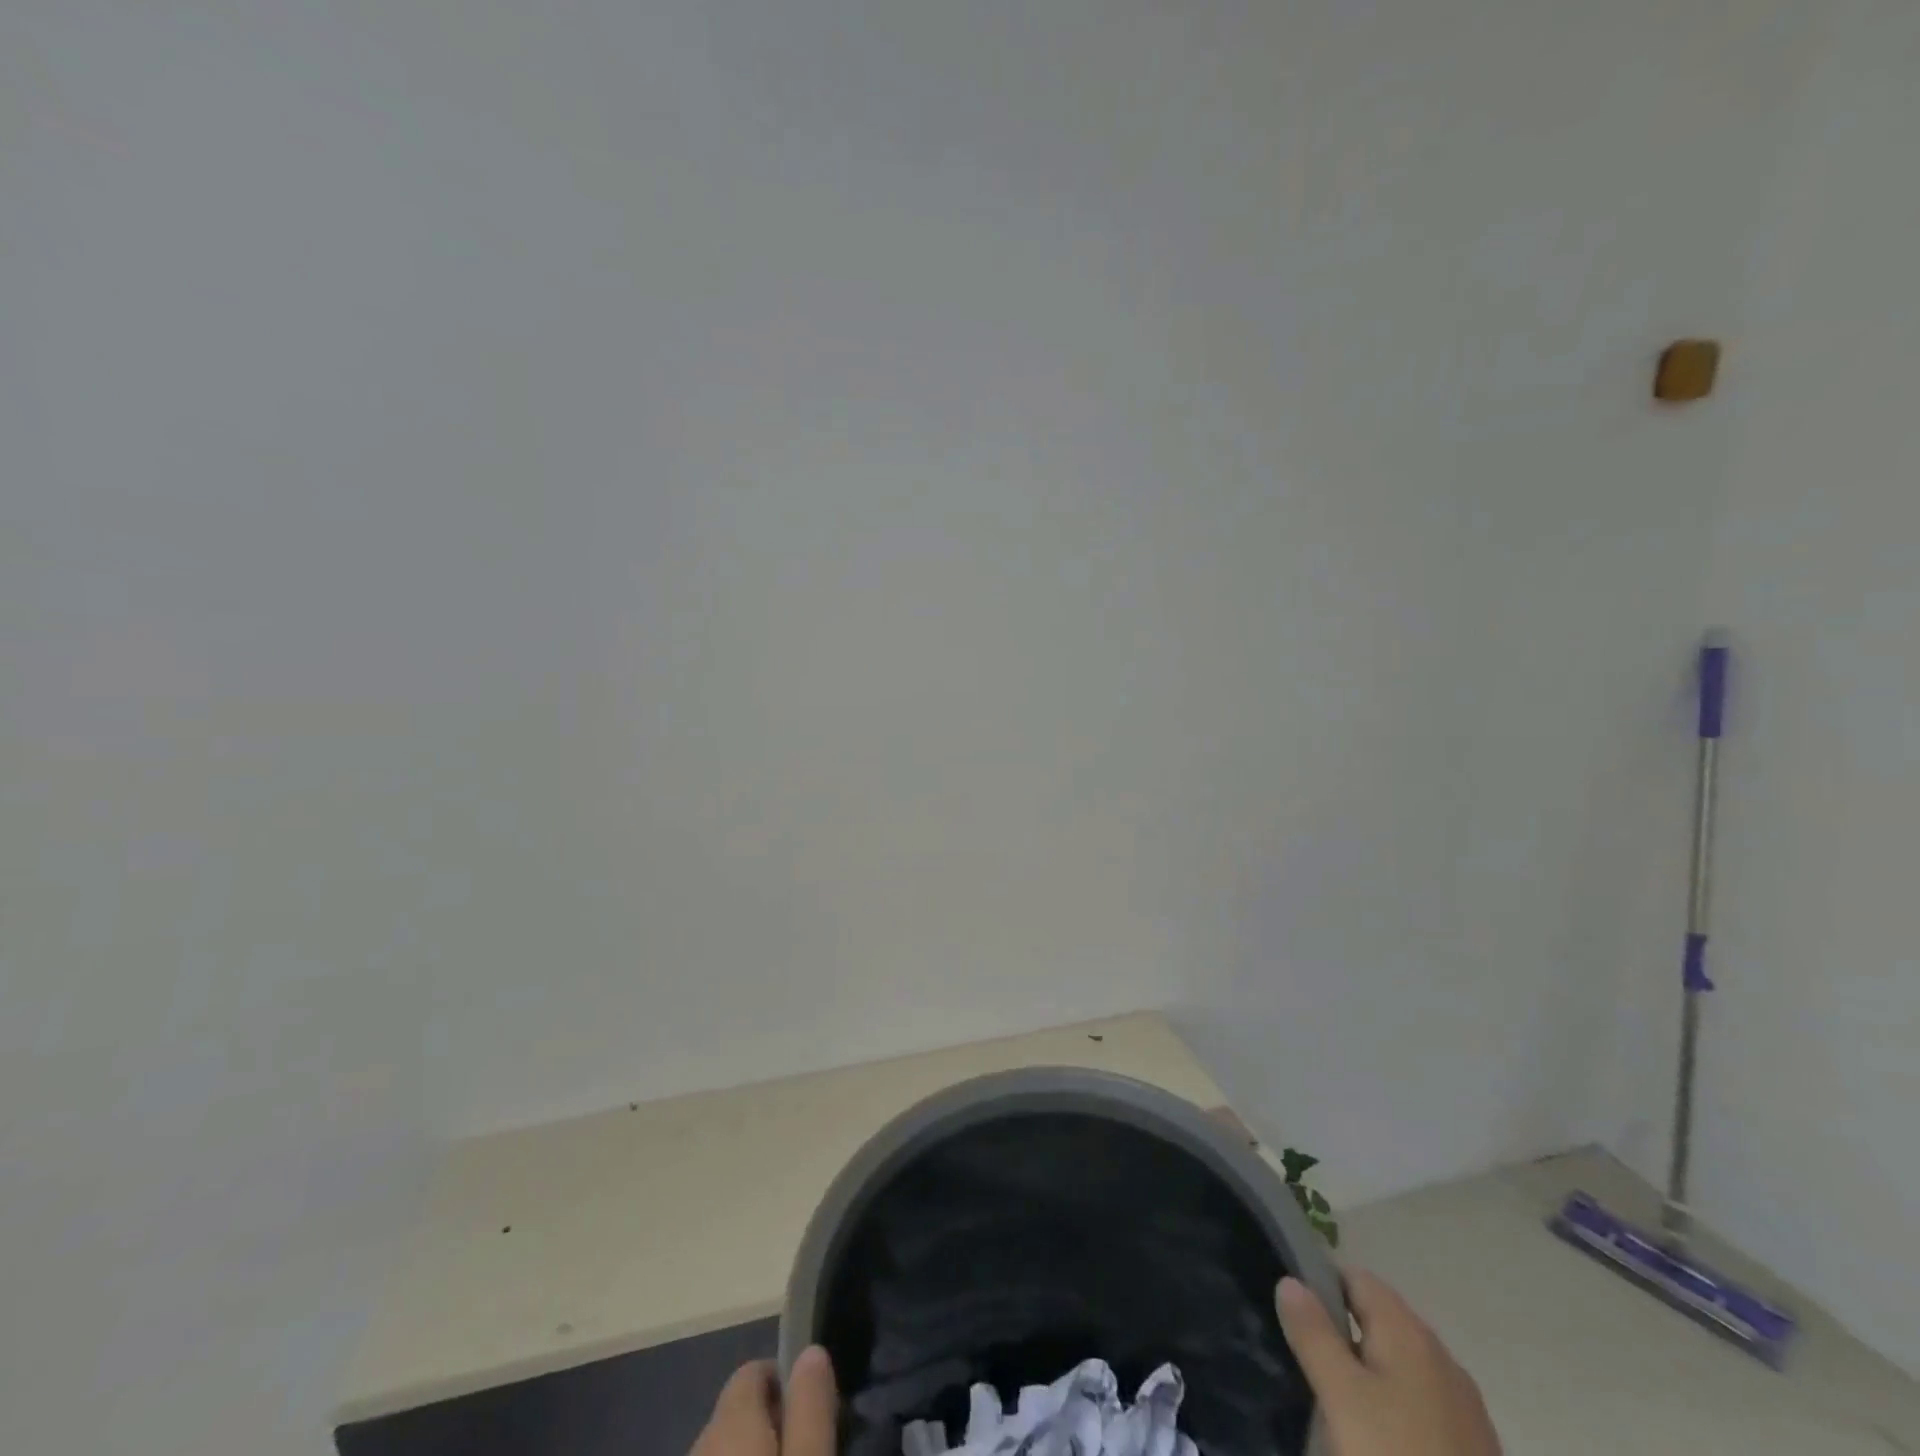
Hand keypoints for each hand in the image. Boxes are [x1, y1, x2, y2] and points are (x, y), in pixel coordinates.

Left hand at [691, 1347, 838, 1455]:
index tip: (811, 1406)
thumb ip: (810, 1407)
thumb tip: (812, 1350)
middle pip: (737, 1411)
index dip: (785, 1379)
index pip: (751, 1371)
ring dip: (750, 1449)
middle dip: (769, 1419)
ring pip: (723, 1447)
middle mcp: (699, 1440)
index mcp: (728, 1419)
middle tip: (803, 1442)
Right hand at [1277, 1271, 1500, 1455]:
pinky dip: (1395, 1404)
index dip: (1320, 1285)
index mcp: (1409, 1332)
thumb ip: (1313, 1334)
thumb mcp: (1341, 1397)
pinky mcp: (1475, 1448)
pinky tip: (1379, 1438)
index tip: (1293, 1315)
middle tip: (1307, 1360)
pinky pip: (1421, 1402)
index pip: (1356, 1277)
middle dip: (1342, 1330)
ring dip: (1369, 1370)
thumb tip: (1290, 1280)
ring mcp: (1465, 1406)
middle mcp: (1442, 1356)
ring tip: (1336, 1402)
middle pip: (1380, 1319)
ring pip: (1400, 1363)